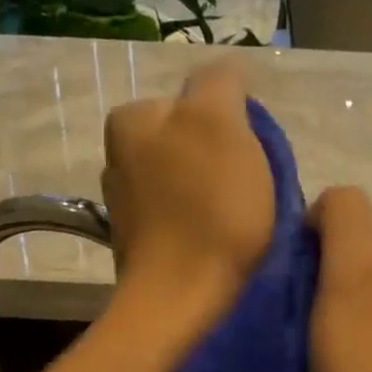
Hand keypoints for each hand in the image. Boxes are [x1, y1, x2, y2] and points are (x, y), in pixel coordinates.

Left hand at [101, 64, 274, 337]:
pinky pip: (184, 216)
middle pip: (195, 141)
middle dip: (226, 159)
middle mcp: (118, 156)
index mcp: (131, 119)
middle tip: (253, 189)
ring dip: (219, 192)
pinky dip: (206, 223)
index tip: (254, 157)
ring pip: (191, 180)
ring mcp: (127, 204)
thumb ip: (221, 82)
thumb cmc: (208, 207)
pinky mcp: (142, 244)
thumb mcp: (220, 122)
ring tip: (242, 220)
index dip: (237, 124)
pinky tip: (222, 243)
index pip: (199, 99)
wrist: (184, 300)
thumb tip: (227, 70)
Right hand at [308, 187, 371, 371]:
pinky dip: (323, 365)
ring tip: (296, 363)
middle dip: (312, 295)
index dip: (314, 255)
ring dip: (311, 332)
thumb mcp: (359, 269)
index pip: (351, 227)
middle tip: (292, 332)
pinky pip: (349, 355)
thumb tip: (322, 213)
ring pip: (342, 314)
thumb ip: (345, 215)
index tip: (297, 296)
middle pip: (347, 272)